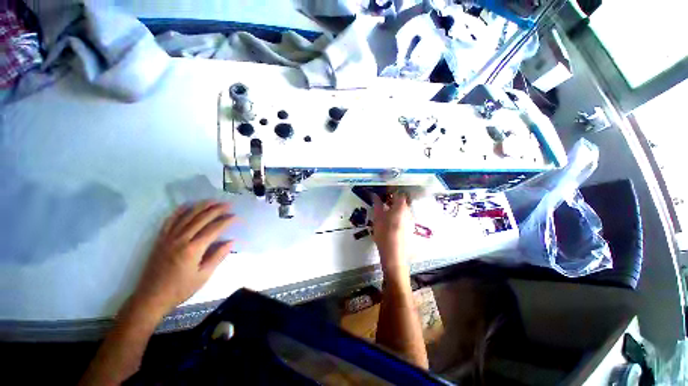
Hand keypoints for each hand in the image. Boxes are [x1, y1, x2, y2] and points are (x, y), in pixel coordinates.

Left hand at [130, 201, 235, 318]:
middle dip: (216, 209)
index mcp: (193, 249)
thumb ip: (218, 256)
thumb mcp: (204, 276)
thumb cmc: (180, 289)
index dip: (227, 221)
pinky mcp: (160, 239)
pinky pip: (170, 221)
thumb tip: (231, 241)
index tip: (236, 216)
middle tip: (228, 204)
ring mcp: (169, 238)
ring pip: (186, 216)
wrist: (151, 297)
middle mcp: (181, 239)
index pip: (214, 229)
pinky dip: (179, 211)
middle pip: (201, 219)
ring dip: (201, 206)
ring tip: (212, 200)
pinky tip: (187, 205)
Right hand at [372, 193, 412, 276]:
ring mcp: (411, 220)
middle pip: (402, 201)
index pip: (399, 193)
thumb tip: (375, 195)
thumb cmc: (384, 233)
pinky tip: (390, 221)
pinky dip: (398, 215)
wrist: (394, 254)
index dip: (391, 191)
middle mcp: (408, 212)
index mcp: (401, 207)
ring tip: (385, 211)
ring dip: (395, 208)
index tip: (383, 192)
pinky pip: (404, 217)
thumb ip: (377, 204)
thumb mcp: (378, 217)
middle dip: (393, 199)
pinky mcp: (410, 228)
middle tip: (383, 202)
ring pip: (403, 210)